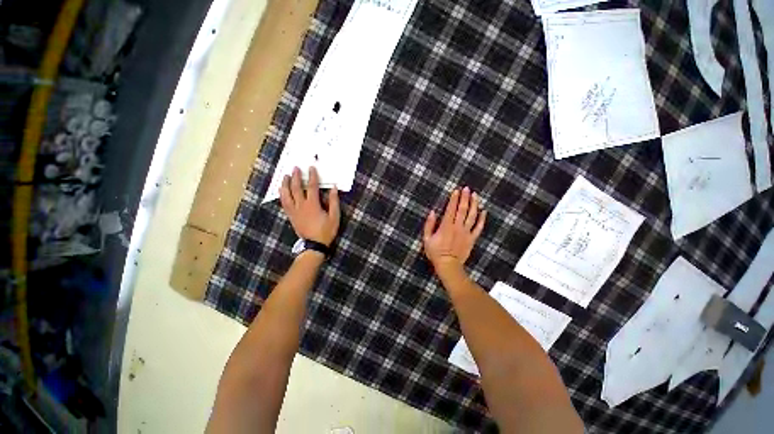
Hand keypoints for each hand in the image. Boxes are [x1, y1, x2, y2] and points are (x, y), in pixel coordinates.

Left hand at [279, 166, 339, 245]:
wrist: (314, 245)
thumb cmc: (326, 231)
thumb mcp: (334, 217)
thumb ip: (334, 202)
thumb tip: (333, 188)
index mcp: (313, 205)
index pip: (312, 187)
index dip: (312, 177)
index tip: (311, 168)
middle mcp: (301, 206)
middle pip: (297, 188)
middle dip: (296, 177)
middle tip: (295, 168)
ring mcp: (294, 211)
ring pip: (287, 195)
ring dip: (285, 185)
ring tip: (285, 177)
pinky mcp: (291, 216)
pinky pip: (284, 204)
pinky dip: (282, 195)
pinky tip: (282, 191)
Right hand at [423, 187, 485, 273]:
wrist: (448, 265)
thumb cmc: (436, 253)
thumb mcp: (427, 239)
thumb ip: (429, 225)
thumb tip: (432, 212)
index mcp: (446, 226)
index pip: (451, 209)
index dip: (454, 199)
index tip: (456, 190)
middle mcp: (457, 227)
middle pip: (463, 210)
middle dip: (465, 198)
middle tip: (467, 189)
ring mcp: (466, 233)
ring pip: (472, 216)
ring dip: (474, 205)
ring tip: (475, 196)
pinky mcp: (472, 239)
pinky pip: (478, 227)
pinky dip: (482, 219)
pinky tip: (484, 211)